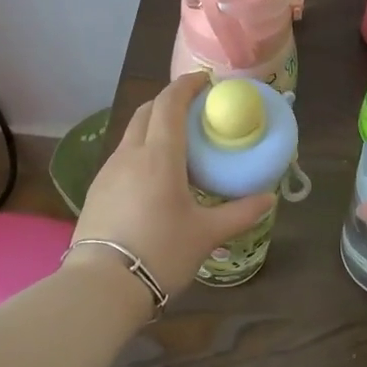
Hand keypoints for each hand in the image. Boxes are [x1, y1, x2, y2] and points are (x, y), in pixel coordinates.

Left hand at [68, 73, 274, 302]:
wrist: (102, 286)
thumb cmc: (160, 252)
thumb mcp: (206, 235)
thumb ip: (240, 213)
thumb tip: (269, 198)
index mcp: (159, 156)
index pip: (170, 103)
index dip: (187, 85)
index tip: (205, 81)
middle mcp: (131, 154)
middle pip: (147, 111)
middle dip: (170, 101)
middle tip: (195, 109)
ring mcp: (109, 171)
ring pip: (132, 132)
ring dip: (154, 124)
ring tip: (177, 143)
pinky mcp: (97, 189)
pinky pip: (123, 154)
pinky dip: (141, 148)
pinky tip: (154, 175)